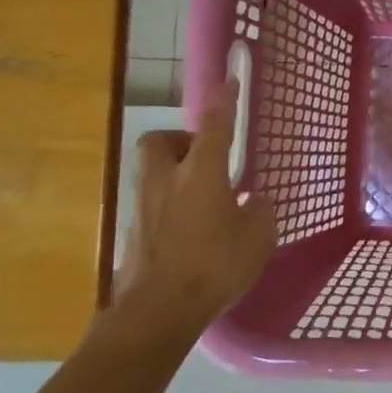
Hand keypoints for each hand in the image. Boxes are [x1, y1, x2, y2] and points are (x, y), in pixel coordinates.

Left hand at [108, 81, 275, 339]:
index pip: (214, 126)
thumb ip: (258, 213)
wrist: (157, 312)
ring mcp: (143, 207)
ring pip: (154, 173)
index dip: (223, 102)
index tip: (228, 81)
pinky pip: (152, 205)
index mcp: (202, 174)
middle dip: (180, 141)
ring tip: (203, 200)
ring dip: (175, 175)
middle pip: (160, 142)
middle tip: (204, 158)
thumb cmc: (215, 267)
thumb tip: (253, 201)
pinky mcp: (133, 234)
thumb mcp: (257, 239)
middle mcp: (166, 181)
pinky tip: (191, 231)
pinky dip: (170, 207)